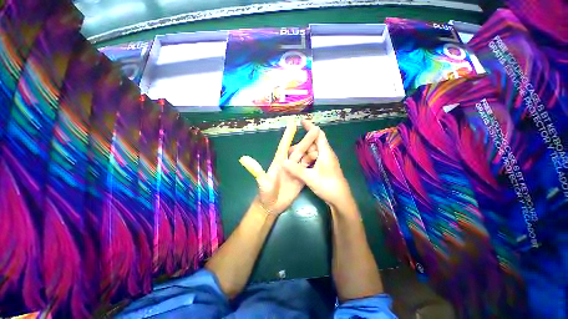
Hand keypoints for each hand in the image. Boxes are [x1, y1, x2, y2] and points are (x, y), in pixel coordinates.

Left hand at [240, 121, 319, 214]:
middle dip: (306, 140)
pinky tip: (321, 158)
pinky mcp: (301, 178)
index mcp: (279, 162)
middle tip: (315, 130)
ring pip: (305, 158)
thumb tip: (243, 159)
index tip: (293, 124)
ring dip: (312, 150)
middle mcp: (288, 164)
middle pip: (298, 150)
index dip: (288, 135)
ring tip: (322, 144)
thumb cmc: (266, 193)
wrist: (272, 205)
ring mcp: (295, 171)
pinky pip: (308, 168)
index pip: (284, 146)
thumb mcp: (262, 182)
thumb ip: (257, 171)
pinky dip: (314, 163)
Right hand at [284, 120, 353, 209]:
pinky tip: (299, 165)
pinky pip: (314, 159)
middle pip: (313, 144)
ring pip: (313, 152)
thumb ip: (296, 170)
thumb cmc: (328, 186)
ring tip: (292, 159)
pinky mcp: (324, 167)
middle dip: (302, 145)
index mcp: (325, 152)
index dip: (310, 127)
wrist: (340, 199)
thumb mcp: (310, 178)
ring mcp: (326, 161)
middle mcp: (326, 154)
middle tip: (290, 150)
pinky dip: (306, 159)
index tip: (302, 121)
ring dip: (303, 154)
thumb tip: (282, 162)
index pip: (318, 134)